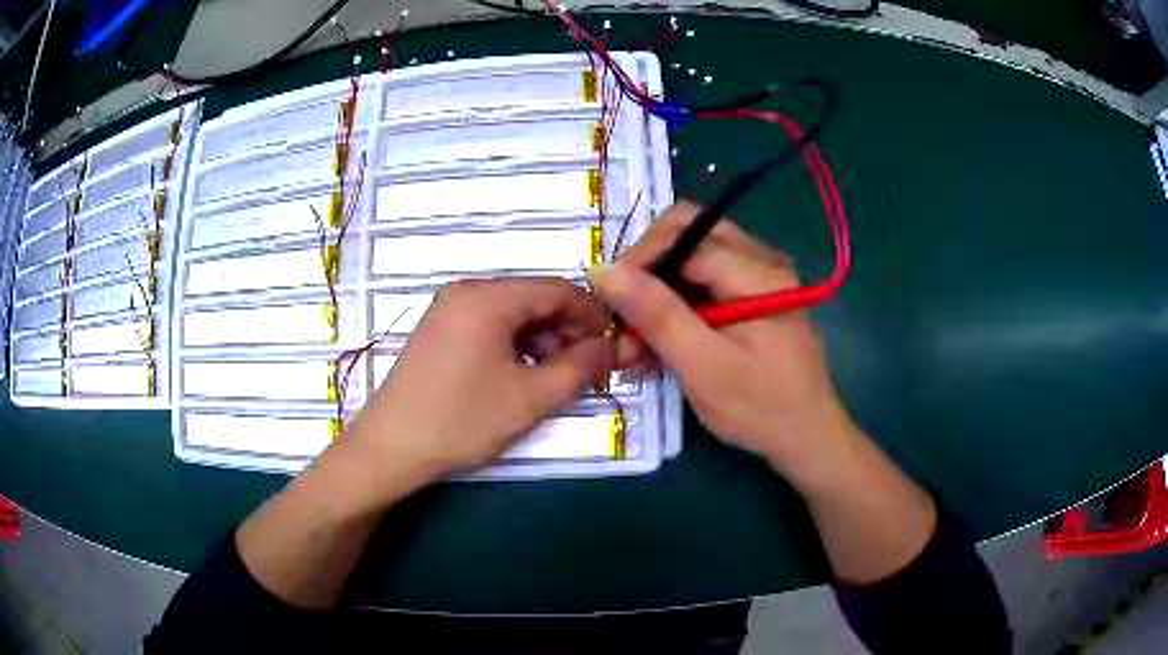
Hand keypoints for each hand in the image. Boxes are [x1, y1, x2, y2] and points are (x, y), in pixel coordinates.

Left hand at [344, 278, 614, 482]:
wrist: (390, 447)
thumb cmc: (461, 420)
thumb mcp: (530, 399)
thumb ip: (579, 369)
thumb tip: (609, 347)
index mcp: (488, 298)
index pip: (558, 290)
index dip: (592, 316)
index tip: (612, 348)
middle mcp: (467, 292)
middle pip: (534, 300)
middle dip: (566, 332)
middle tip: (586, 371)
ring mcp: (448, 310)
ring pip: (513, 315)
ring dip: (542, 342)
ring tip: (554, 380)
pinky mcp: (439, 331)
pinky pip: (490, 327)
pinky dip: (515, 347)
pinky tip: (520, 378)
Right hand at [589, 201, 858, 486]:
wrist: (807, 439)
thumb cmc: (760, 408)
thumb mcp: (703, 366)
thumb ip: (657, 315)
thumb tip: (604, 269)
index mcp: (757, 271)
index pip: (685, 236)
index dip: (640, 259)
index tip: (607, 299)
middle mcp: (761, 261)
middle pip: (689, 235)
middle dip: (648, 272)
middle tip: (622, 315)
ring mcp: (759, 279)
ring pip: (692, 261)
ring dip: (658, 295)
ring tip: (633, 346)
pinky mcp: (753, 299)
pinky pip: (705, 285)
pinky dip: (676, 309)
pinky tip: (657, 348)